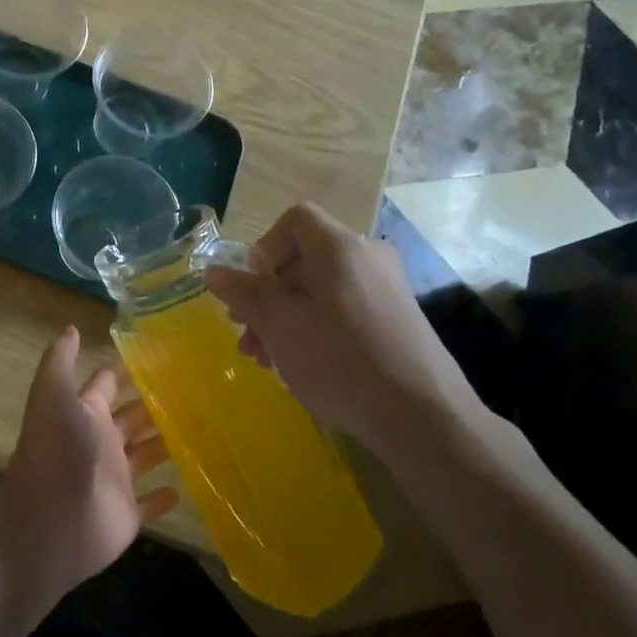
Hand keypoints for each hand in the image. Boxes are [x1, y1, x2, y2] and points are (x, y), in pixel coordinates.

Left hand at [0, 327, 177, 603]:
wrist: (51, 521)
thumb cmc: (57, 450)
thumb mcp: (53, 393)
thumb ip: (60, 360)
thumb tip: (72, 327)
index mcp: (85, 412)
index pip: (107, 384)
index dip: (127, 370)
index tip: (161, 356)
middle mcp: (100, 441)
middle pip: (132, 417)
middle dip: (155, 404)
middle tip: (194, 389)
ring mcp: (115, 479)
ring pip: (146, 455)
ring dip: (167, 444)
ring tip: (202, 428)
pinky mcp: (127, 514)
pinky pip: (150, 502)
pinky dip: (165, 495)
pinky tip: (186, 484)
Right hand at [204, 203, 485, 461]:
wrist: (422, 417)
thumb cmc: (340, 361)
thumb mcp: (280, 326)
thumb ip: (245, 293)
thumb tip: (214, 271)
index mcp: (340, 247)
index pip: (295, 219)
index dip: (263, 248)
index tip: (251, 289)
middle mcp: (368, 257)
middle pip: (303, 258)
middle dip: (266, 295)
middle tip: (246, 333)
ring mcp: (386, 289)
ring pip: (320, 289)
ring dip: (285, 317)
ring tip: (265, 359)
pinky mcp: (396, 320)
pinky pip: (343, 310)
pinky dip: (314, 328)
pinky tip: (300, 365)